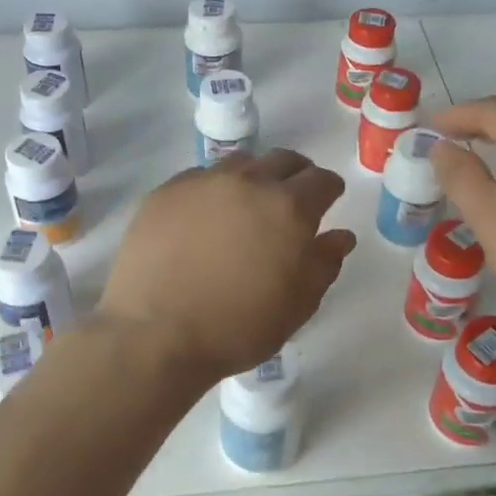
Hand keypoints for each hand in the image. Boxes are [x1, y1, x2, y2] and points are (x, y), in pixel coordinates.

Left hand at [99, 150, 356, 384]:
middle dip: (296, 175)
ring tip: (248, 203)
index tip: (328, 200)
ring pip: (240, 163)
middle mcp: (248, 183)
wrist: (155, 334)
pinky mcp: (166, 192)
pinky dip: (214, 188)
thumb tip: (340, 235)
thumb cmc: (237, 327)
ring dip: (254, 176)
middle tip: (293, 198)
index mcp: (288, 208)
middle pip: (283, 160)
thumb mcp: (297, 306)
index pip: (321, 180)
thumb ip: (324, 264)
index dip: (329, 189)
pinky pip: (200, 177)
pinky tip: (206, 216)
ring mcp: (203, 183)